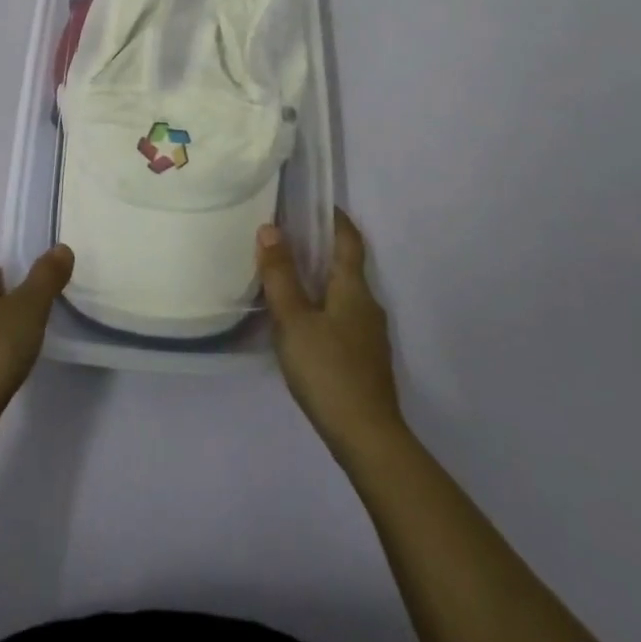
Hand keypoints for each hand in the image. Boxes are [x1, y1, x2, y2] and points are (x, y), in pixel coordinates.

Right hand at [258, 210, 404, 459]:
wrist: (368, 438)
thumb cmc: (328, 371)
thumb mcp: (294, 320)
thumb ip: (281, 276)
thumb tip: (271, 229)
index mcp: (353, 287)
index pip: (349, 239)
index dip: (334, 217)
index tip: (313, 202)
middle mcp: (368, 304)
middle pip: (346, 265)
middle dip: (320, 248)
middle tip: (285, 237)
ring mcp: (369, 334)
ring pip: (343, 293)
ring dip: (319, 279)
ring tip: (286, 277)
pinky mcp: (365, 358)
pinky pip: (342, 316)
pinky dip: (322, 305)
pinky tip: (301, 322)